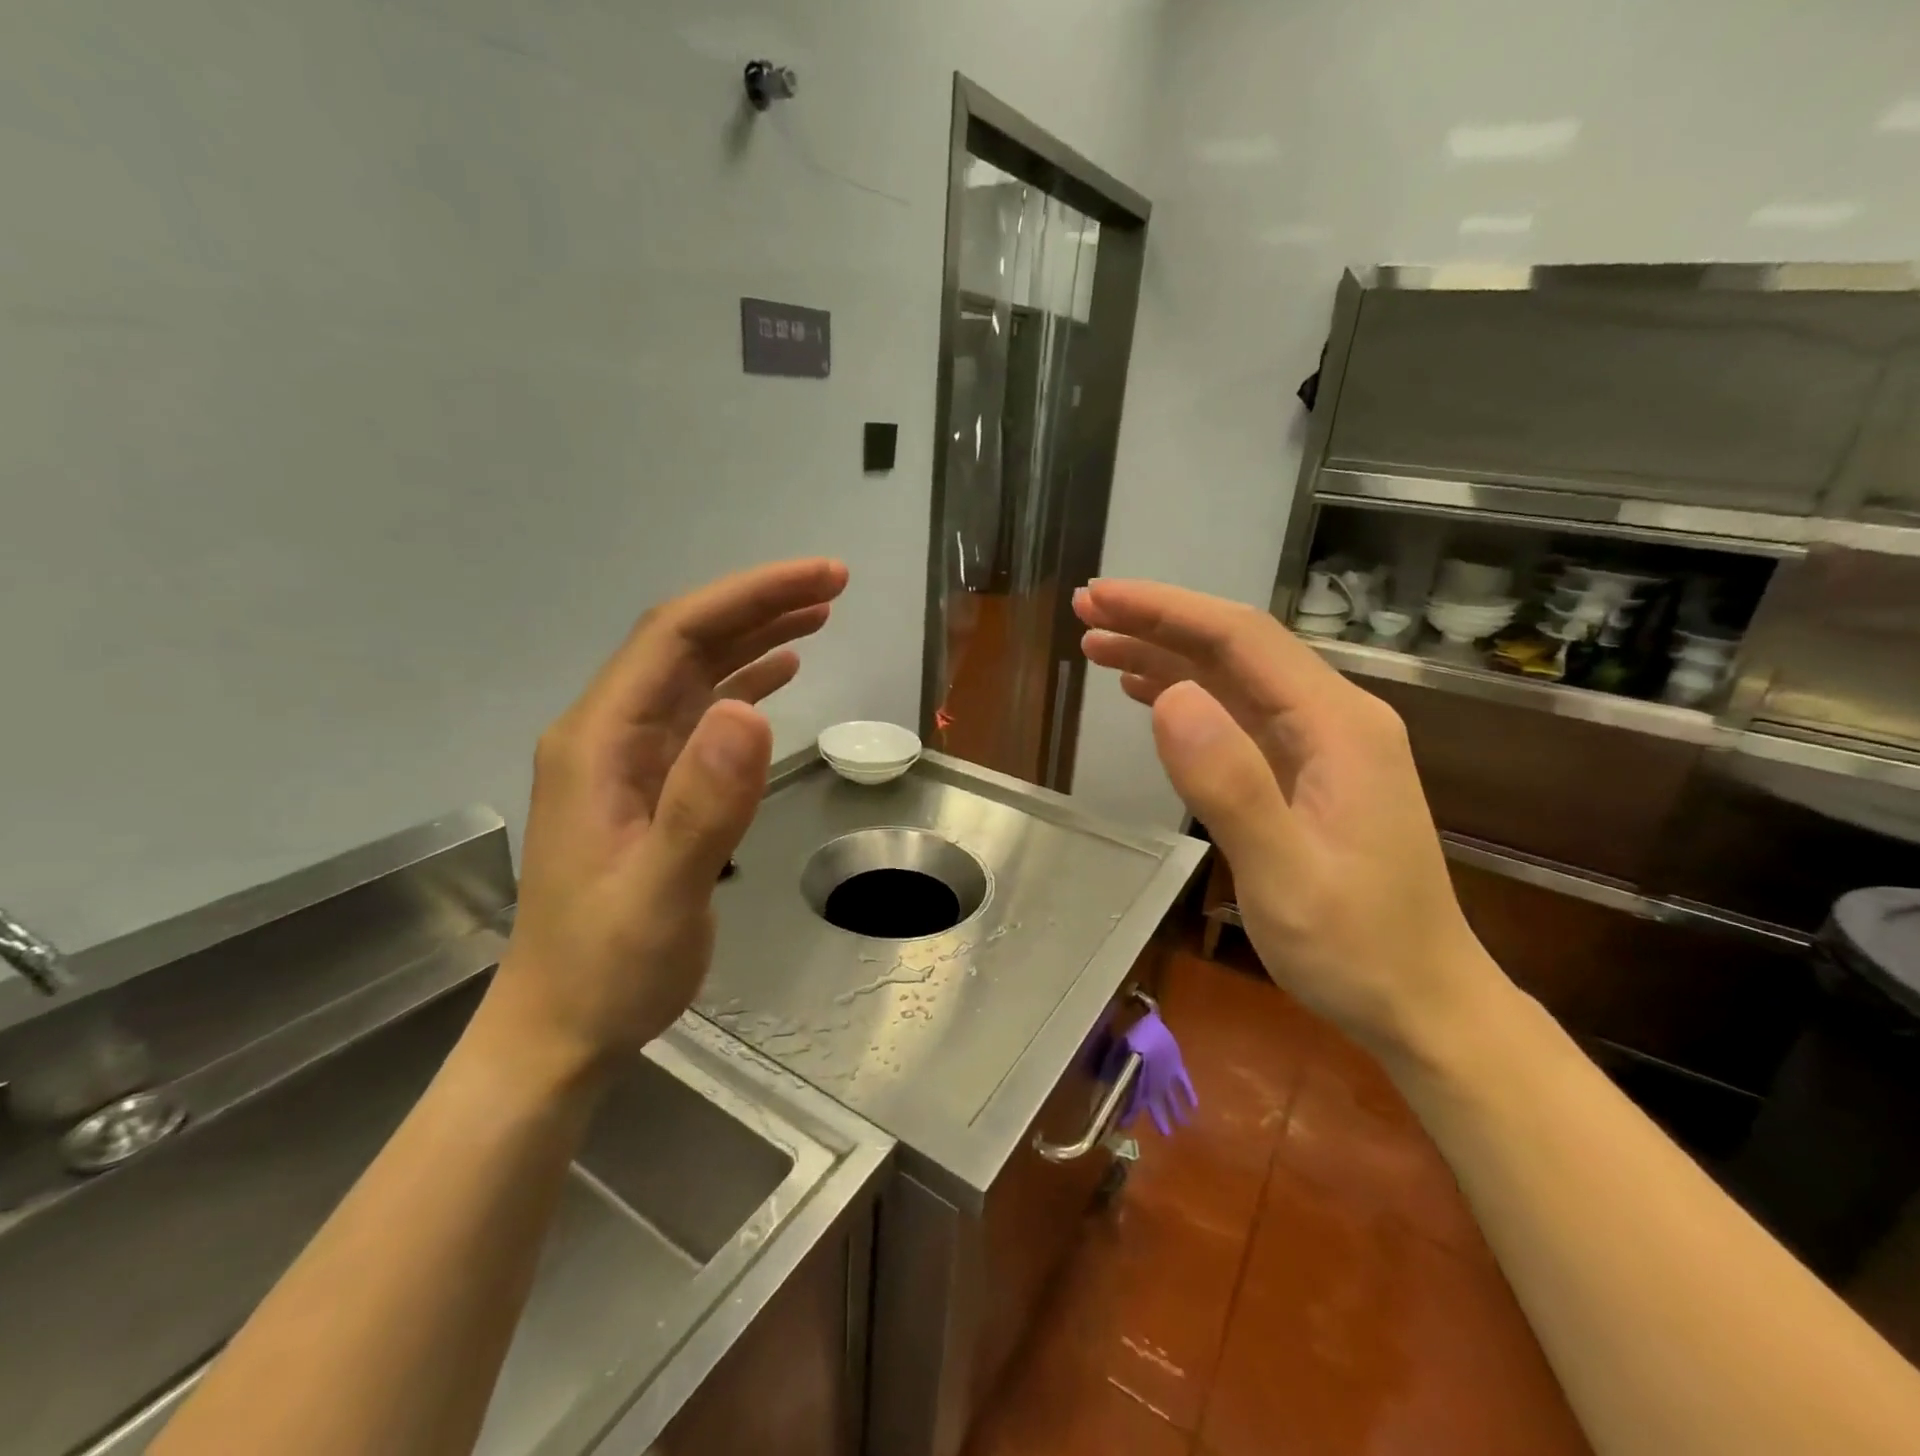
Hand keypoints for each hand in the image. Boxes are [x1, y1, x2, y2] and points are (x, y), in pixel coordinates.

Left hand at [485, 559, 848, 1079]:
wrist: (563, 1026)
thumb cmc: (608, 967)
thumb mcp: (661, 893)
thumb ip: (704, 803)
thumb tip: (750, 711)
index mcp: (599, 742)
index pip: (676, 637)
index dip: (749, 598)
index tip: (821, 580)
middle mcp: (608, 735)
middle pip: (685, 642)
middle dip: (758, 604)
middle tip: (833, 585)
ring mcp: (627, 760)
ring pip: (694, 673)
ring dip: (753, 636)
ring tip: (817, 615)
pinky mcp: (649, 786)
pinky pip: (698, 714)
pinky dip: (743, 684)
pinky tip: (779, 676)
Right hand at [1076, 580, 1503, 1064]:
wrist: (1422, 1003)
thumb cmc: (1356, 947)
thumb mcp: (1285, 874)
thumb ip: (1230, 783)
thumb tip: (1169, 695)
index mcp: (1336, 726)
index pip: (1241, 639)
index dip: (1166, 610)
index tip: (1100, 597)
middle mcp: (1334, 719)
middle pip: (1237, 648)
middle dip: (1160, 623)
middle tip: (1087, 613)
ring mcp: (1322, 747)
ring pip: (1234, 679)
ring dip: (1167, 656)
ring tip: (1099, 648)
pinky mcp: (1307, 774)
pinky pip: (1240, 716)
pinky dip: (1189, 696)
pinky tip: (1150, 694)